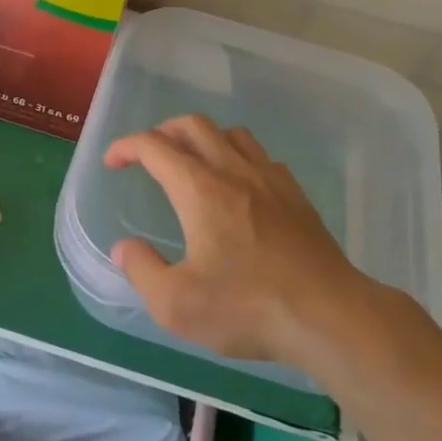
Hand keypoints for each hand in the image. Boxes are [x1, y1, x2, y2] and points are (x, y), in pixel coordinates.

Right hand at [103, 114, 365, 365]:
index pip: (155, 147)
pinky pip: (261, 156)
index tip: (112, 161)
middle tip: (148, 155)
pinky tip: (238, 186)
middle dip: (162, 131)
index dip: (126, 146)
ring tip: (191, 162)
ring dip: (203, 138)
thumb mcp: (176, 304)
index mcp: (200, 190)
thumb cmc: (247, 308)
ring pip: (231, 134)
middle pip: (194, 125)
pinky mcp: (296, 195)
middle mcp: (234, 171)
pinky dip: (238, 157)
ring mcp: (270, 179)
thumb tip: (124, 248)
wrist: (329, 315)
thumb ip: (142, 270)